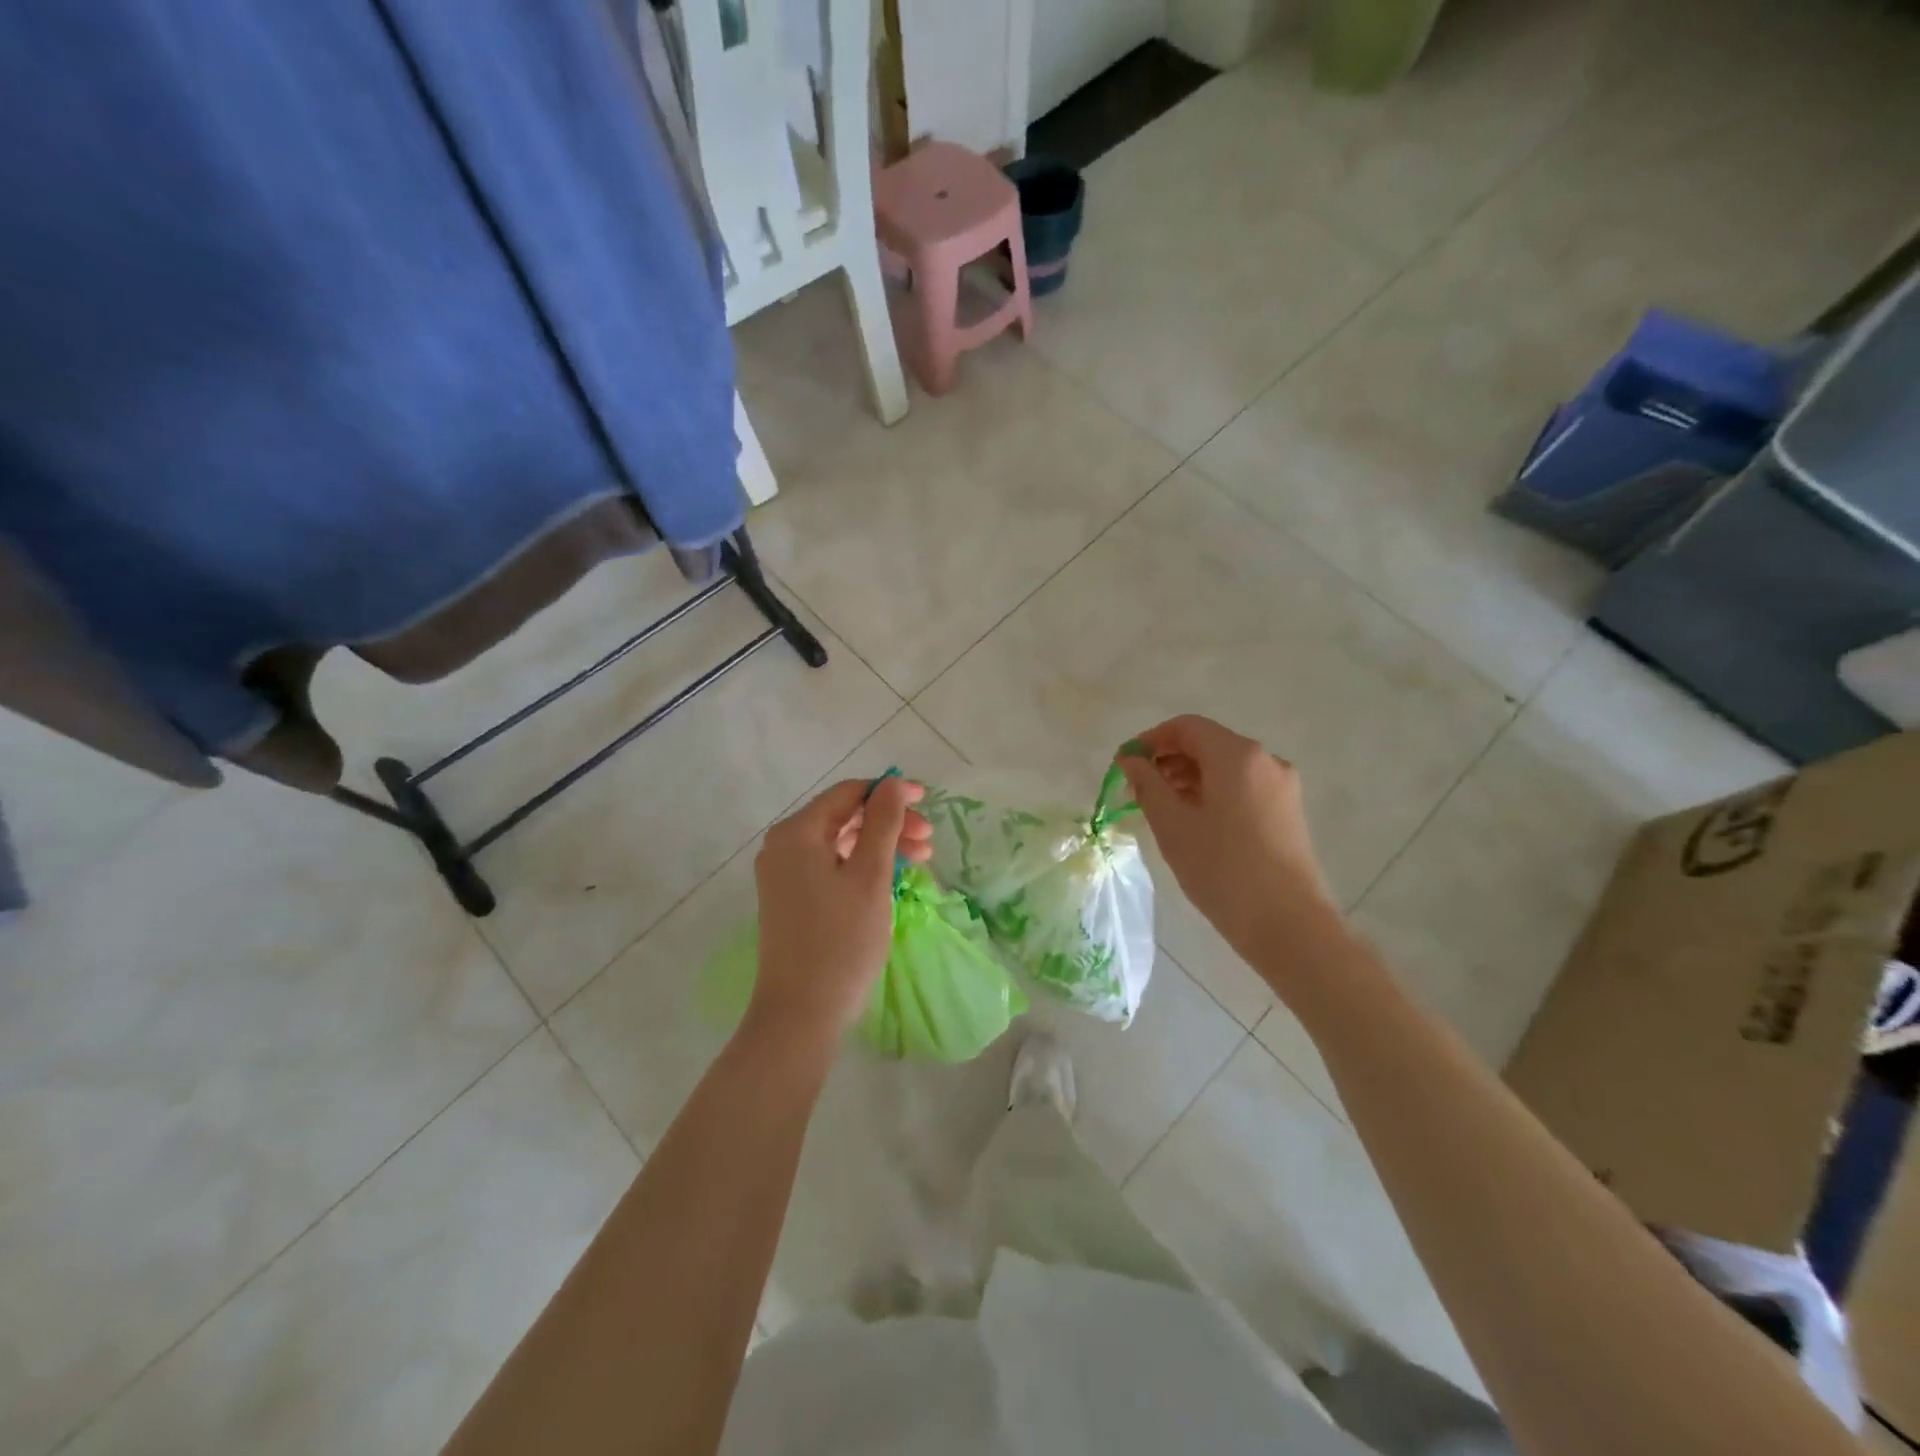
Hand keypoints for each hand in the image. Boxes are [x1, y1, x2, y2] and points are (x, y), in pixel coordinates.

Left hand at [746, 776, 930, 1050]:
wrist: (800, 1014)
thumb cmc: (841, 941)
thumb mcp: (870, 876)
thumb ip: (883, 823)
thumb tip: (892, 783)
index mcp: (797, 832)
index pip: (848, 793)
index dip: (889, 792)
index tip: (928, 802)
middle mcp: (783, 846)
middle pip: (844, 816)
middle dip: (889, 822)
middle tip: (929, 841)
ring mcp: (783, 874)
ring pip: (839, 842)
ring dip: (879, 844)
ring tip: (920, 860)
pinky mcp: (790, 899)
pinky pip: (830, 866)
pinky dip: (861, 865)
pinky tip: (889, 877)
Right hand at [1119, 715, 1337, 963]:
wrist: (1288, 924)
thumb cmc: (1222, 869)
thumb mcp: (1172, 825)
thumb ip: (1147, 784)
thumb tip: (1131, 760)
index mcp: (1236, 755)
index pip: (1185, 727)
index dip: (1150, 740)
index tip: (1125, 766)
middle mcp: (1265, 760)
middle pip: (1207, 744)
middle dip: (1168, 761)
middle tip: (1138, 791)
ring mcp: (1282, 786)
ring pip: (1225, 768)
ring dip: (1189, 779)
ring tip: (1162, 810)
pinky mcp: (1288, 812)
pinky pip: (1243, 788)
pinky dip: (1213, 794)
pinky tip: (1195, 824)